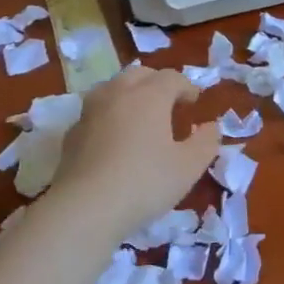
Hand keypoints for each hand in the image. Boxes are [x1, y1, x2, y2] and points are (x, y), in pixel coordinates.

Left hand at [51, 65, 219, 233]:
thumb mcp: (189, 167)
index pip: (171, 77)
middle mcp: (117, 94)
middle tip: (169, 103)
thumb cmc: (145, 182)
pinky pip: (94, 113)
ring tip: (138, 115)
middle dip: (156, 83)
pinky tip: (113, 139)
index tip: (194, 102)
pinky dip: (108, 116)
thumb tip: (211, 127)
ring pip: (111, 88)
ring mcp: (90, 112)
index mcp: (149, 96)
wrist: (86, 208)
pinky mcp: (72, 134)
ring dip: (129, 94)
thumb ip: (206, 142)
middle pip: (139, 74)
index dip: (186, 86)